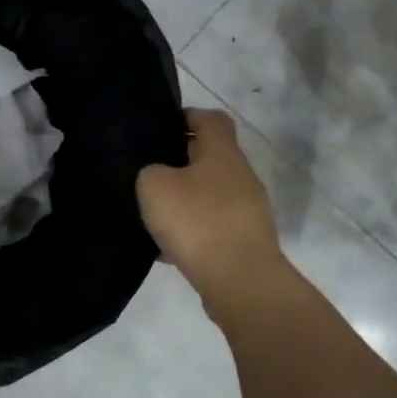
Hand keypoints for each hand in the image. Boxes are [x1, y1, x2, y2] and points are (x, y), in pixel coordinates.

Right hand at [136, 109, 283, 303]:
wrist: (239, 281)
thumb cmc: (196, 221)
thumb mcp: (154, 186)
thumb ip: (150, 171)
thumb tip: (158, 176)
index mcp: (223, 152)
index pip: (211, 118)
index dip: (187, 116)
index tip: (160, 129)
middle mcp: (242, 175)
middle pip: (210, 157)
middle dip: (180, 162)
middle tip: (148, 174)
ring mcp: (248, 210)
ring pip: (210, 194)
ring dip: (185, 200)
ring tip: (154, 215)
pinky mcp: (245, 240)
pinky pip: (213, 226)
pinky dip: (192, 232)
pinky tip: (168, 249)